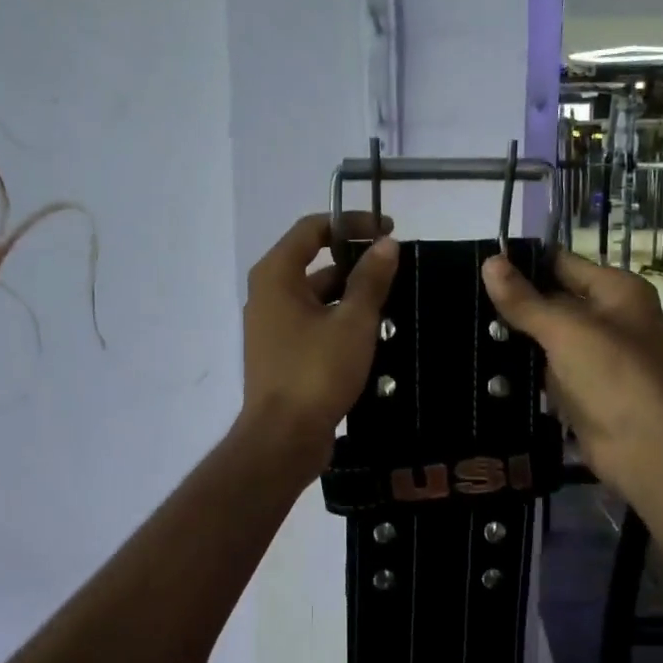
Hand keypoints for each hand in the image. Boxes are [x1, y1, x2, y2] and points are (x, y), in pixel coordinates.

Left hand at [238, 211, 398, 477]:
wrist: (283, 438)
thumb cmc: (315, 371)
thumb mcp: (353, 322)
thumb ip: (370, 279)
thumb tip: (386, 244)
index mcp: (276, 276)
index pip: (312, 229)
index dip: (352, 223)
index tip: (388, 232)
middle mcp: (267, 295)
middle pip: (313, 262)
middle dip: (355, 262)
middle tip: (395, 270)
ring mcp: (271, 327)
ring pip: (315, 297)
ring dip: (350, 295)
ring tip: (391, 303)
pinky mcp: (280, 354)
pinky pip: (312, 324)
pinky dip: (339, 321)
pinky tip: (371, 335)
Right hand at [482, 250, 662, 493]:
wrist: (648, 449)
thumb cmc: (614, 375)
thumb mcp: (566, 329)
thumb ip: (525, 300)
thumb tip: (489, 262)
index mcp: (615, 291)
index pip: (560, 263)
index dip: (521, 263)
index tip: (475, 265)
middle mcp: (607, 319)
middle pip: (550, 301)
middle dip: (510, 303)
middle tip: (460, 300)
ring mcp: (593, 357)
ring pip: (543, 339)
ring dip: (510, 339)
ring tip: (461, 329)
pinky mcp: (580, 391)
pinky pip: (543, 372)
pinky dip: (519, 371)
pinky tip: (481, 367)